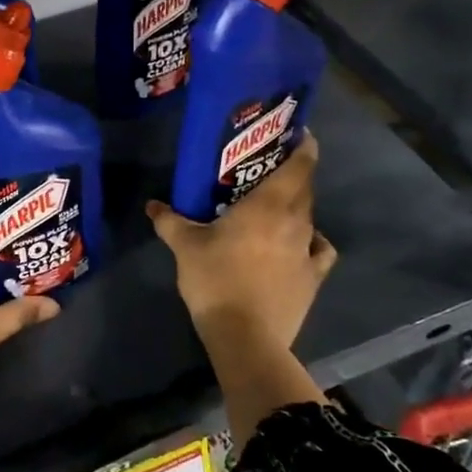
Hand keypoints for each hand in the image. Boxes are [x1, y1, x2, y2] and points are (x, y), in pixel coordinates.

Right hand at [146, 131, 336, 351]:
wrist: (245, 336)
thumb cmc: (216, 280)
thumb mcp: (185, 247)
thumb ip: (170, 221)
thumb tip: (152, 205)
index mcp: (269, 205)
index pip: (300, 165)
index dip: (304, 146)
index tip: (299, 135)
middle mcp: (296, 221)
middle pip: (305, 188)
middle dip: (294, 174)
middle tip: (271, 169)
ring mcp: (308, 250)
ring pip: (309, 217)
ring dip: (297, 207)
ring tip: (276, 207)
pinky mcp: (314, 277)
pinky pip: (319, 249)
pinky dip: (312, 241)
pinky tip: (299, 245)